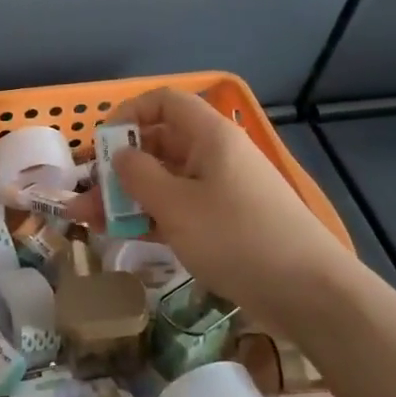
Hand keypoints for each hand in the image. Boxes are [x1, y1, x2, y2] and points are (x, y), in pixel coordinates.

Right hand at [68, 87, 348, 313]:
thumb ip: (138, 175)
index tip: (101, 144)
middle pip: (159, 144)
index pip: (165, 102)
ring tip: (88, 221)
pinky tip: (122, 234)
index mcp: (210, 136)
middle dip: (118, 166)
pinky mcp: (227, 223)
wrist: (310, 294)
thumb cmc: (237, 237)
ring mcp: (222, 190)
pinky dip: (151, 217)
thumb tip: (121, 155)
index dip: (129, 113)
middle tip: (84, 193)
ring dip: (127, 197)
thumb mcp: (176, 205)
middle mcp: (216, 155)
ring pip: (165, 181)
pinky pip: (180, 208)